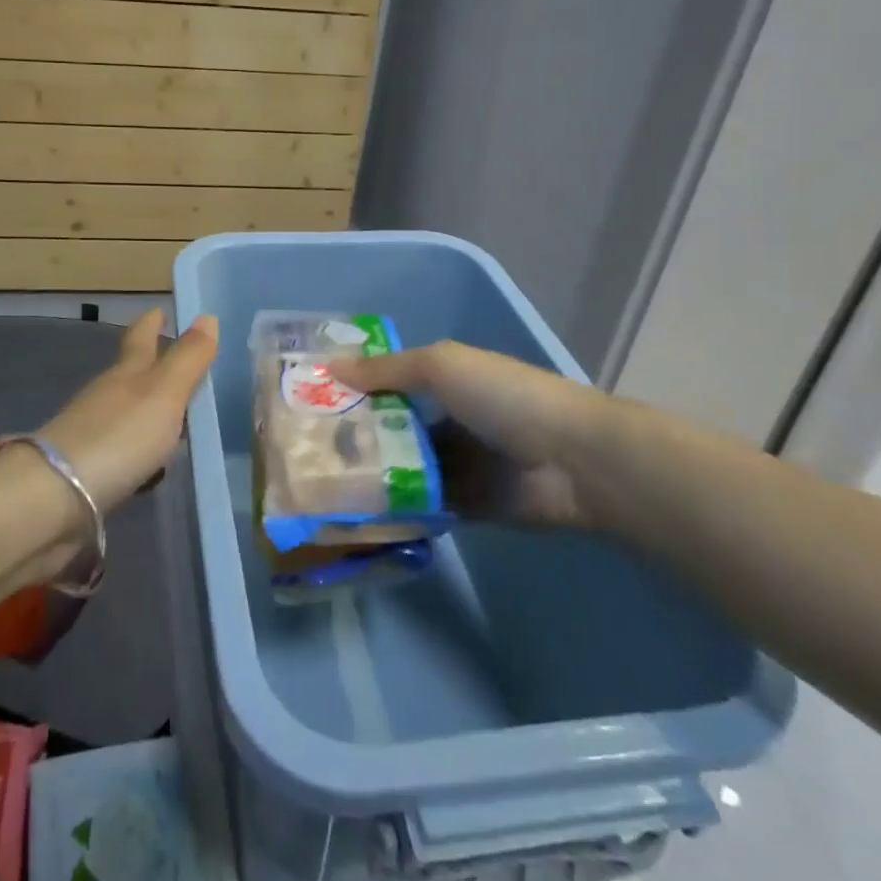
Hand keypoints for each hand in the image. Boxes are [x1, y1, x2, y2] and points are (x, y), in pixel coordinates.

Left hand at [37, 309, 218, 514]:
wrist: (55, 496)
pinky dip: (137, 451)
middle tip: (178, 365)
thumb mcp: (164, 393)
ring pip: (125, 413)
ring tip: (174, 421)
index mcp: (126, 373)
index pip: (140, 338)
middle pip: (130, 374)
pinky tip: (150, 466)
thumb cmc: (118, 436)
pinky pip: (121, 451)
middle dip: (151, 366)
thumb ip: (187, 359)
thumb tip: (207, 316)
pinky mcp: (86, 470)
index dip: (151, 323)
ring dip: (147, 413)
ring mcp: (93, 433)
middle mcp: (106, 396)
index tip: (158, 310)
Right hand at [326, 341, 615, 527]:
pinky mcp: (469, 507)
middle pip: (394, 429)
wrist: (572, 460)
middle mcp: (450, 420)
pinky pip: (425, 506)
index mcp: (447, 380)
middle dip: (358, 437)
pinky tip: (359, 513)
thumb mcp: (441, 367)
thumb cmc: (503, 396)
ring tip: (323, 485)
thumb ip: (386, 370)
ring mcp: (460, 465)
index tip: (312, 402)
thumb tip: (330, 367)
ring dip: (374, 476)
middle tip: (307, 451)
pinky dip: (399, 508)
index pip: (391, 383)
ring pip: (406, 470)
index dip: (356, 390)